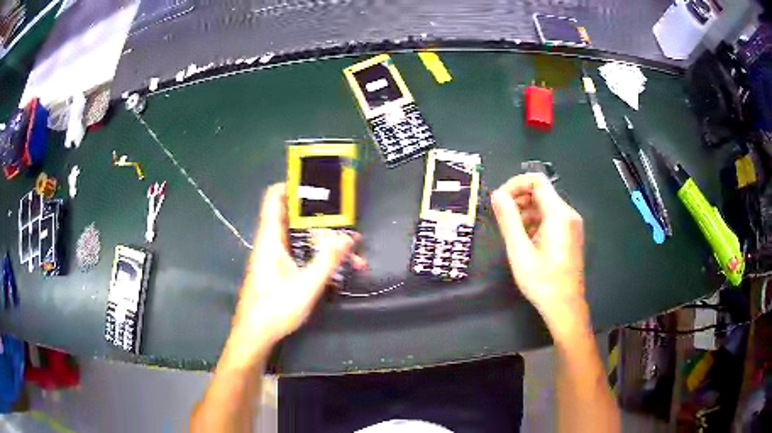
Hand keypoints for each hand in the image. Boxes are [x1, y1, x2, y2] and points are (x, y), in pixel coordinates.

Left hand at [231, 183, 364, 359]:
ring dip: (324, 242)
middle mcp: (271, 243)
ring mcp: (274, 258)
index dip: (291, 184)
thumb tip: (349, 237)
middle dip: (322, 219)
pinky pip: (300, 254)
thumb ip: (327, 260)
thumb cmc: (275, 308)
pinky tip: (338, 269)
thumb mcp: (307, 285)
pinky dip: (318, 256)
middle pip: (294, 217)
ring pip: (300, 238)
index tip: (317, 183)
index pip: (274, 198)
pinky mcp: (279, 271)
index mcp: (270, 239)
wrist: (254, 335)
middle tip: (346, 221)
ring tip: (351, 251)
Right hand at [491, 174, 584, 321]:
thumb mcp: (519, 251)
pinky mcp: (570, 235)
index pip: (537, 181)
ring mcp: (571, 225)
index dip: (515, 184)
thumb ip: (508, 219)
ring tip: (512, 233)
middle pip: (541, 192)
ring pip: (544, 206)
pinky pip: (550, 219)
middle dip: (518, 200)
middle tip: (501, 218)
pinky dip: (535, 222)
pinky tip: (525, 241)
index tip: (499, 201)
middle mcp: (569, 214)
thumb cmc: (542, 281)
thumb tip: (496, 194)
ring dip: (525, 213)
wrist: (565, 306)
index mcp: (559, 214)